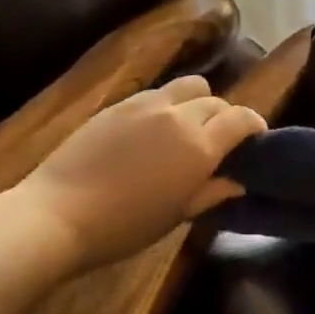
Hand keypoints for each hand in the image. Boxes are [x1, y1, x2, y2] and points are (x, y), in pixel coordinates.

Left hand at [16, 76, 265, 273]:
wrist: (58, 213)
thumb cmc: (123, 227)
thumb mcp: (175, 216)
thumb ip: (210, 192)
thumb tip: (237, 181)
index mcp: (198, 146)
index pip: (241, 118)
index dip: (254, 125)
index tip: (255, 139)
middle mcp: (178, 116)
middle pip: (216, 101)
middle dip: (226, 117)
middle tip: (219, 141)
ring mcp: (146, 104)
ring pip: (188, 86)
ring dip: (198, 102)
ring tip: (188, 127)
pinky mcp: (119, 103)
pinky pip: (157, 93)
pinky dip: (168, 104)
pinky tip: (154, 129)